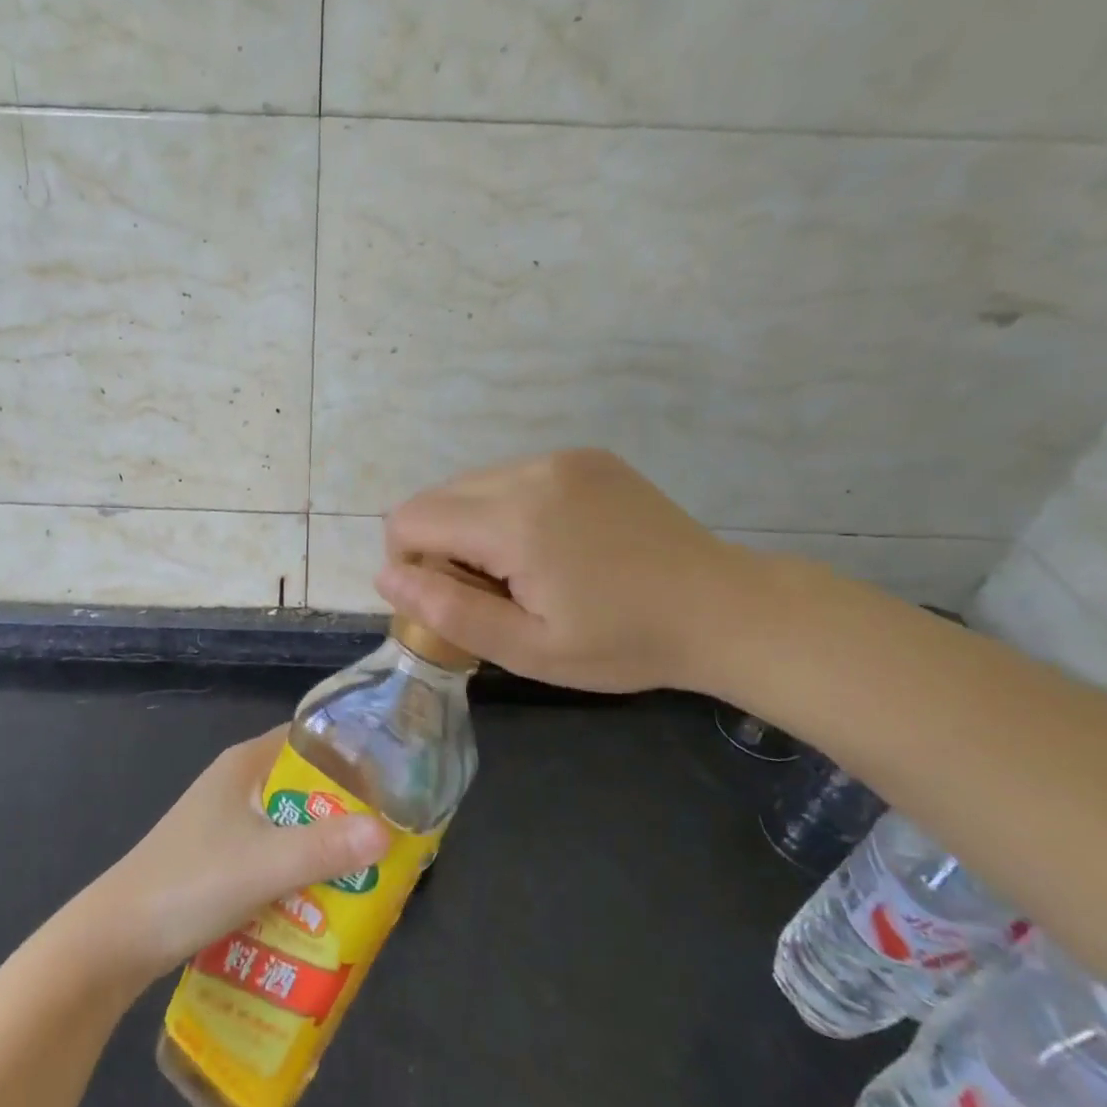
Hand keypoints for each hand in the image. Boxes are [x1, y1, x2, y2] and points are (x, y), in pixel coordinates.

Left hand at [84, 727, 389, 985]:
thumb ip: (326, 848)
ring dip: (323, 845)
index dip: (351, 753)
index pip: (309, 739)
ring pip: (290, 824)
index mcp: (244, 765)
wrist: (116, 941)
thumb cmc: (189, 884)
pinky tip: (324, 898)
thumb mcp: (264, 864)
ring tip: (369, 870)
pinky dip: (299, 870)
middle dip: (345, 809)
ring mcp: (225, 823)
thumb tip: (389, 833)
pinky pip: (273, 854)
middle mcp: (236, 785)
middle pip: (304, 785)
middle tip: (390, 833)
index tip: (394, 777)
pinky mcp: (219, 859)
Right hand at [375, 448, 758, 693]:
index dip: (407, 562)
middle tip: (492, 593)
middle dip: (439, 546)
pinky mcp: (585, 457)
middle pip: (437, 497)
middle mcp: (530, 472)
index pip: (410, 519)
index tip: (447, 599)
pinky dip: (507, 509)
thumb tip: (386, 577)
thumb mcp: (528, 649)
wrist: (721, 609)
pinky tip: (552, 545)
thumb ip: (448, 611)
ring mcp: (561, 458)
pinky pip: (513, 477)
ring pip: (472, 485)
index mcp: (514, 520)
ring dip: (472, 526)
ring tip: (524, 571)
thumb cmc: (622, 643)